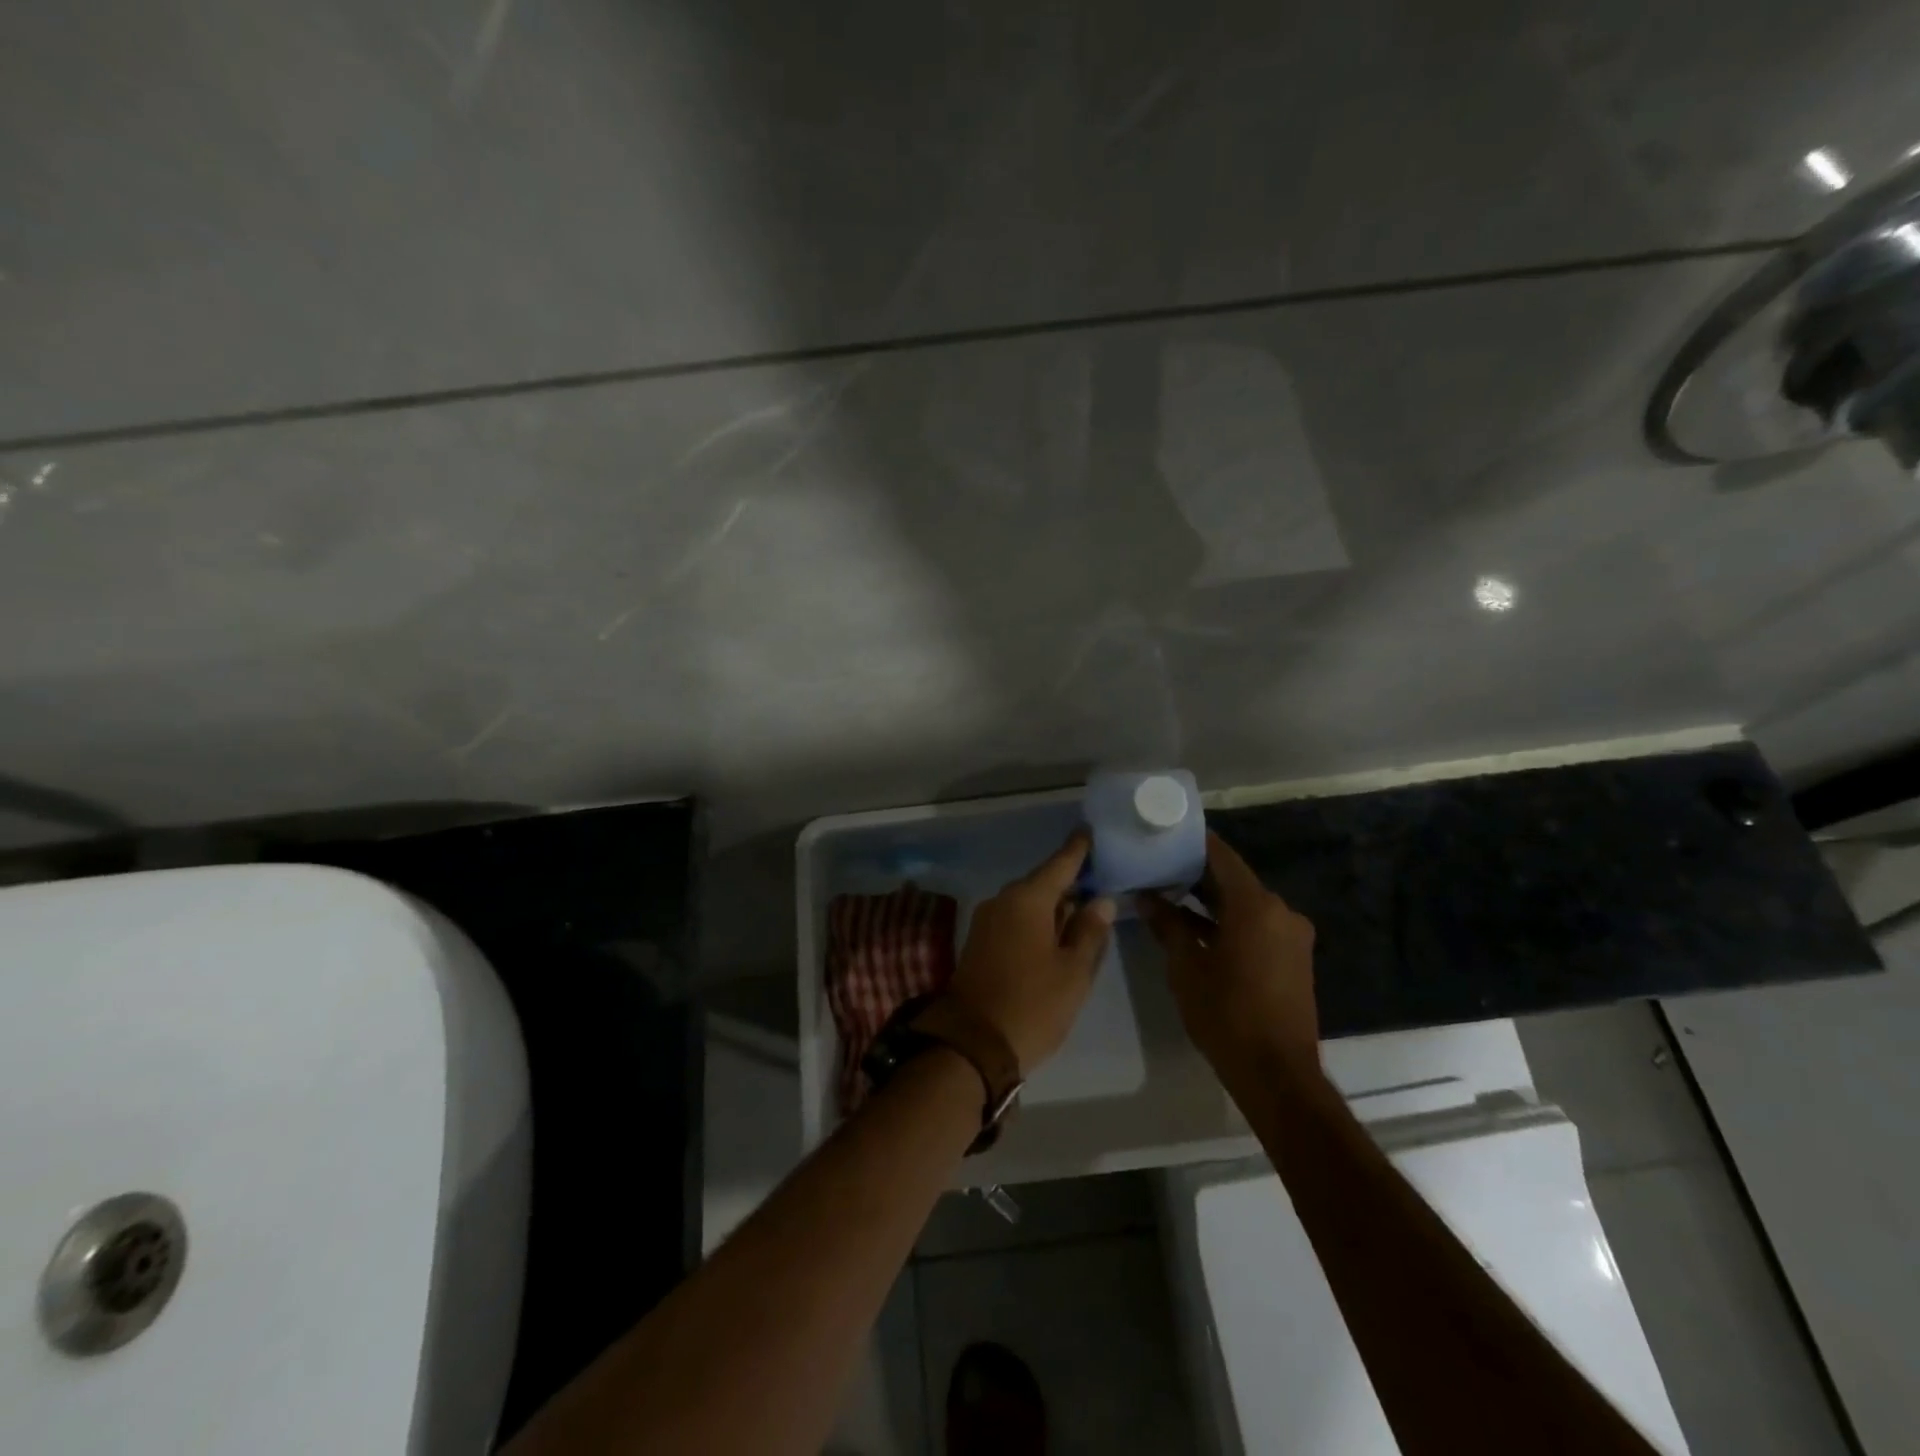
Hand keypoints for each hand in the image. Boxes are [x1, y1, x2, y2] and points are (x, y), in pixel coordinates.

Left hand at [948, 834, 1115, 1072]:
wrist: (971, 1044)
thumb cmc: (1032, 1005)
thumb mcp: (1073, 972)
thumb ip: (1089, 931)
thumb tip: (1100, 900)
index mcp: (1027, 900)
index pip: (1060, 864)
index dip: (1078, 849)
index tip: (1090, 830)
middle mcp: (1003, 901)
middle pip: (1043, 882)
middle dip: (1069, 881)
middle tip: (1099, 878)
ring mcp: (987, 921)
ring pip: (1028, 903)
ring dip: (1053, 905)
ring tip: (1084, 908)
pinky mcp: (980, 941)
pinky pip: (1015, 919)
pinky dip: (1037, 921)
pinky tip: (1056, 934)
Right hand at [1139, 832, 1319, 1088]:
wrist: (1277, 1074)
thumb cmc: (1226, 1013)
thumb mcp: (1186, 966)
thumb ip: (1167, 925)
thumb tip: (1146, 897)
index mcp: (1256, 905)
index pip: (1221, 856)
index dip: (1192, 844)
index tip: (1164, 835)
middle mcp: (1280, 911)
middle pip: (1233, 880)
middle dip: (1196, 875)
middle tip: (1157, 867)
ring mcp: (1291, 936)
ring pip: (1244, 905)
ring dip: (1210, 902)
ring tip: (1168, 897)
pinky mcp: (1293, 958)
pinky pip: (1257, 926)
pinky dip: (1229, 923)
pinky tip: (1196, 929)